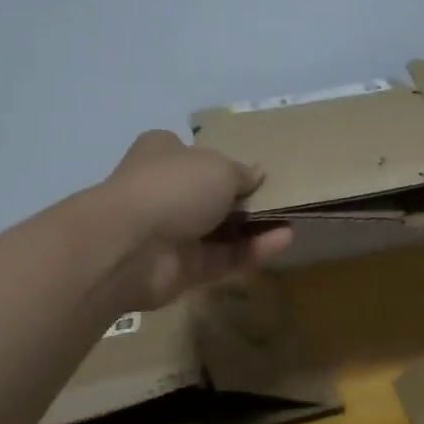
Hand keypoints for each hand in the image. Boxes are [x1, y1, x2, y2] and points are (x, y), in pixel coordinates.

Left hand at [98, 131, 292, 310]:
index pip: (192, 153)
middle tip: (281, 196)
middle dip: (242, 197)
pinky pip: (223, 257)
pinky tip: (284, 240)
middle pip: (209, 194)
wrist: (130, 246)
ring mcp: (171, 233)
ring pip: (219, 229)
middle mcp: (164, 191)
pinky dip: (252, 250)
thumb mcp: (219, 167)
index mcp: (162, 154)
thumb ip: (242, 173)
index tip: (253, 169)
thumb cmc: (173, 187)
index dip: (220, 159)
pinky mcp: (182, 270)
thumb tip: (256, 174)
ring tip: (293, 219)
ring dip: (254, 226)